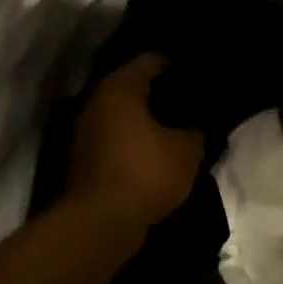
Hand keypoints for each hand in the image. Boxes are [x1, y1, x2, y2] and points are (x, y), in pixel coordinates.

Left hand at [63, 54, 205, 236]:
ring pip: (121, 115)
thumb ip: (197, 131)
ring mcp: (84, 131)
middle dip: (160, 93)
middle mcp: (95, 101)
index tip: (198, 73)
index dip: (177, 65)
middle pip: (132, 86)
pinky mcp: (83, 158)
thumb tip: (199, 126)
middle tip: (190, 101)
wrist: (101, 223)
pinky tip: (155, 152)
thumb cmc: (145, 174)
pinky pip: (115, 139)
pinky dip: (133, 141)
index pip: (151, 60)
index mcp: (119, 88)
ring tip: (176, 127)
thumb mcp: (186, 151)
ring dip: (145, 120)